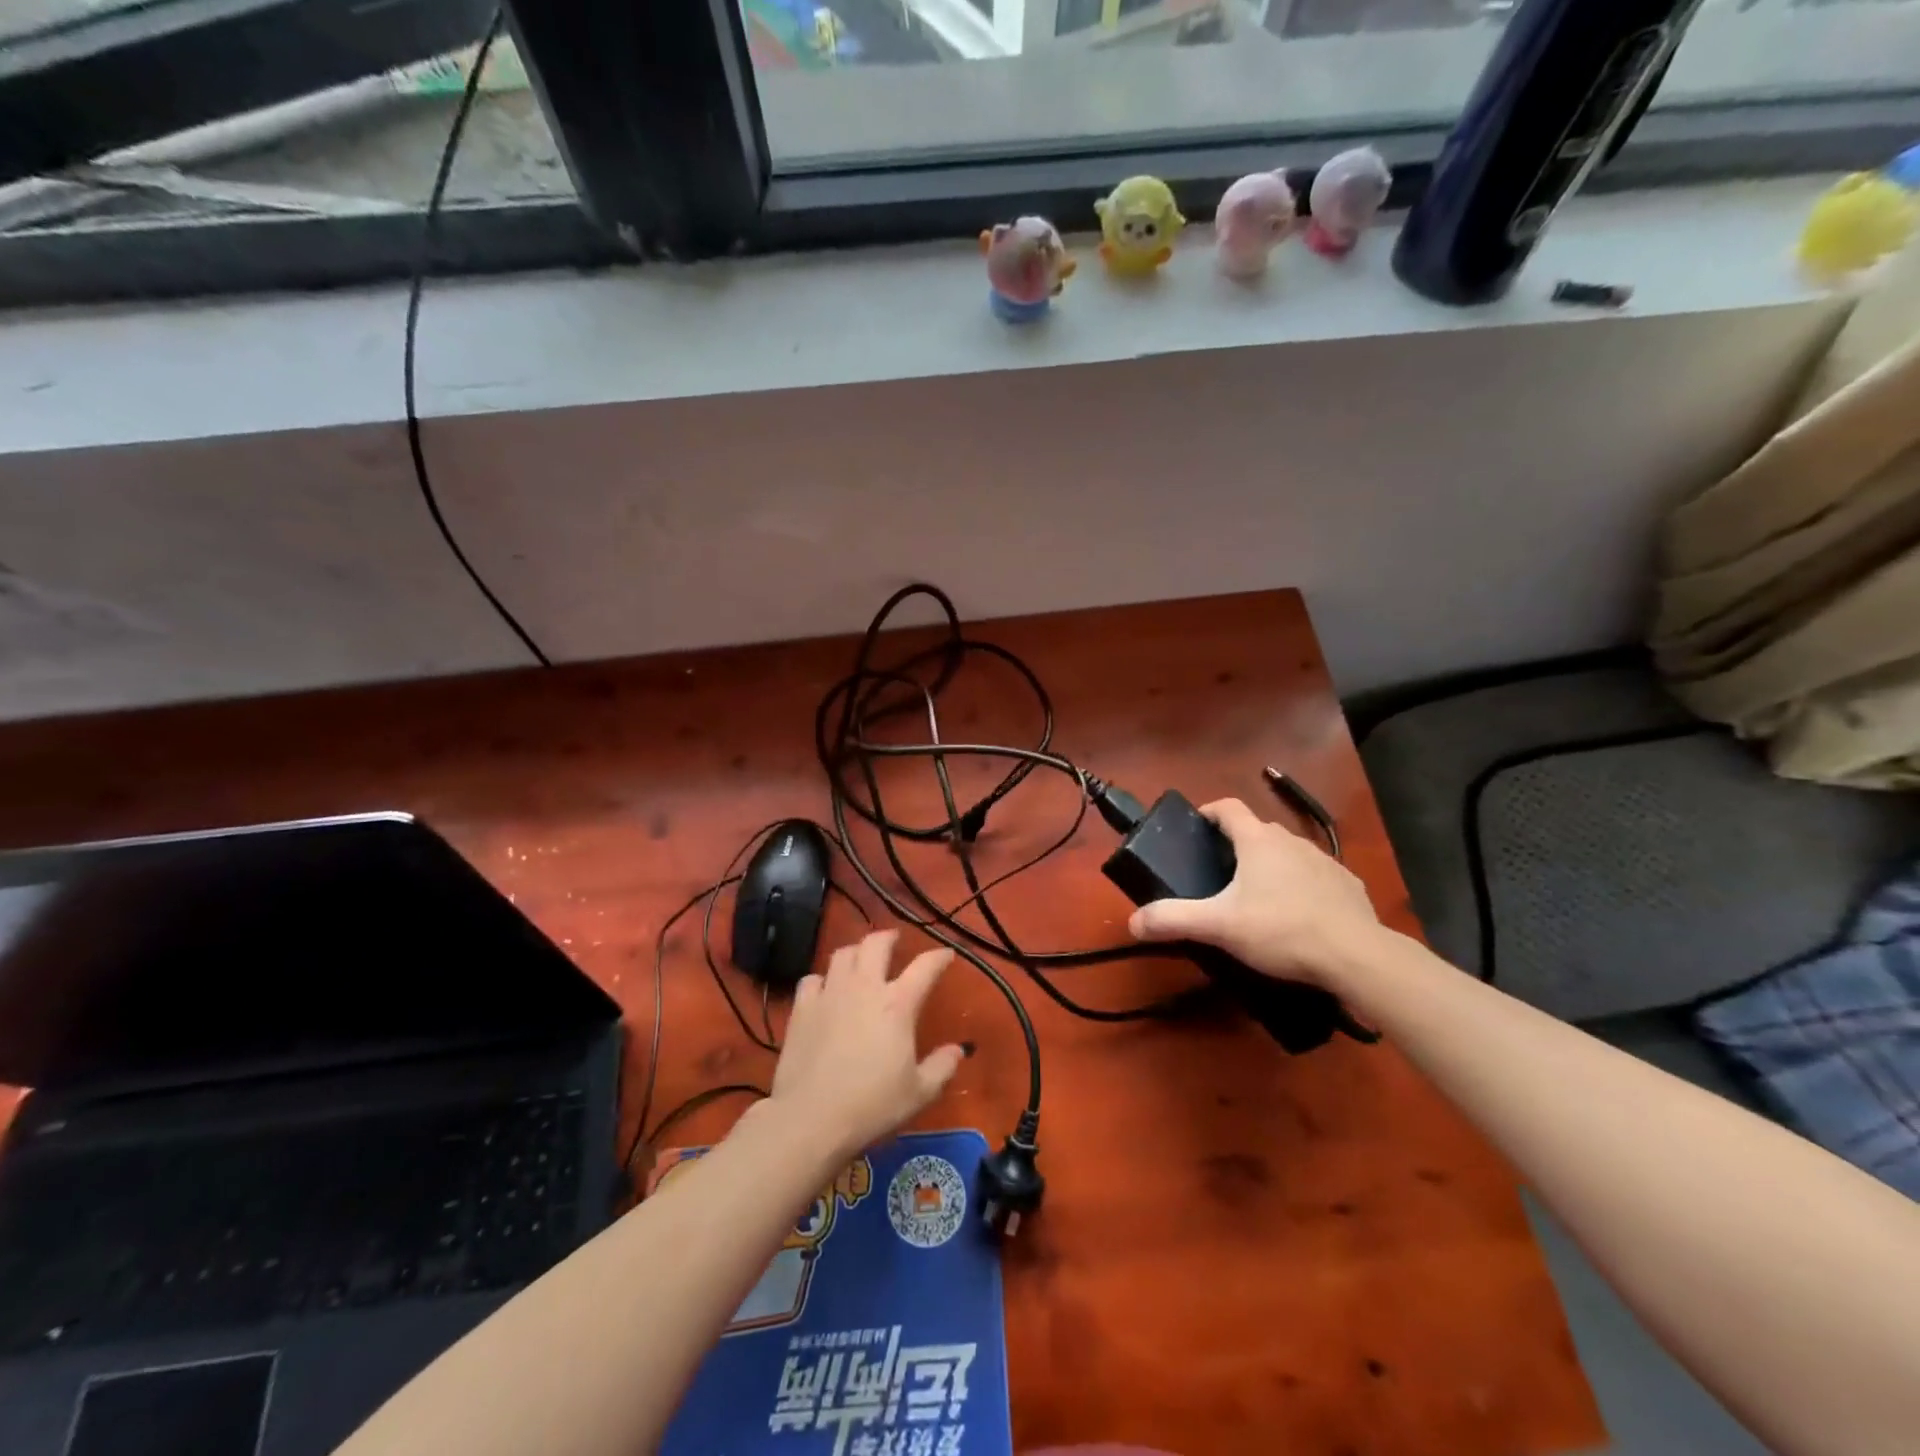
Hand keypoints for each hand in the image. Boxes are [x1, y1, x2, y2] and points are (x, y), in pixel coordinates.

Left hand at [764, 930, 966, 1162]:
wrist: (810, 1118)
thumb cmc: (871, 1106)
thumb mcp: (919, 1093)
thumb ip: (942, 1068)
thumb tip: (957, 1050)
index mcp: (898, 1004)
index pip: (924, 967)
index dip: (939, 957)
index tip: (946, 954)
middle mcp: (864, 987)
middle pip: (876, 944)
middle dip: (889, 938)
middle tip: (894, 942)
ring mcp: (830, 994)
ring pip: (842, 954)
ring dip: (856, 952)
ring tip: (861, 960)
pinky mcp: (802, 1008)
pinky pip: (812, 979)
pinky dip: (823, 979)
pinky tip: (825, 990)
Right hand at [1128, 798, 1384, 992]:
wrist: (1357, 956)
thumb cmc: (1281, 930)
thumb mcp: (1219, 926)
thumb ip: (1173, 920)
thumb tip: (1132, 921)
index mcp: (1258, 841)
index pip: (1228, 807)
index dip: (1208, 812)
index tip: (1195, 828)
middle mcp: (1291, 841)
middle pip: (1257, 830)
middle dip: (1236, 845)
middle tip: (1219, 874)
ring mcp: (1325, 861)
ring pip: (1288, 853)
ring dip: (1271, 865)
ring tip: (1257, 898)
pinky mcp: (1348, 885)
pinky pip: (1316, 876)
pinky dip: (1302, 886)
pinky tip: (1298, 916)